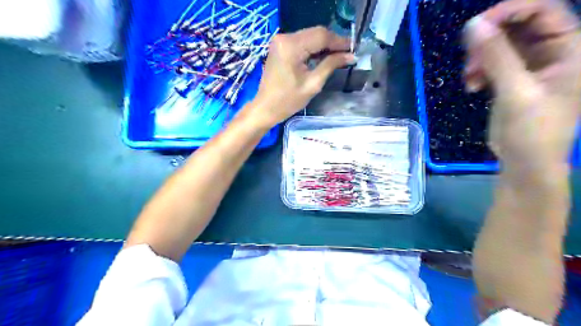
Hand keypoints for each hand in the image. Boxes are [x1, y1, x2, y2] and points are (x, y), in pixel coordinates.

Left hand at [245, 26, 353, 126]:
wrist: (265, 108)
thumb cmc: (288, 101)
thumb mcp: (313, 84)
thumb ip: (331, 65)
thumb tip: (351, 56)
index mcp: (291, 46)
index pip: (321, 36)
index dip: (339, 41)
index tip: (354, 49)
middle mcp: (284, 37)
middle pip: (315, 33)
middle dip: (333, 43)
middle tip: (348, 53)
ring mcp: (280, 41)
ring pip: (310, 36)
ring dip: (324, 45)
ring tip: (338, 56)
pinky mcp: (280, 46)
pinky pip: (302, 42)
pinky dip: (314, 48)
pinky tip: (323, 56)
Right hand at [464, 0, 580, 178]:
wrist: (525, 162)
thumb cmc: (532, 129)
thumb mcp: (516, 92)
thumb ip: (496, 56)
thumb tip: (473, 25)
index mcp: (571, 48)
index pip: (543, 11)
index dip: (510, 12)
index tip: (477, 26)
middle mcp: (554, 52)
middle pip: (519, 27)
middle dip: (489, 40)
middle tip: (469, 59)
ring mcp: (531, 67)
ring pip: (502, 46)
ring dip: (480, 58)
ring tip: (469, 78)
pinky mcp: (513, 81)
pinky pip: (493, 64)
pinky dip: (479, 71)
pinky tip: (472, 85)